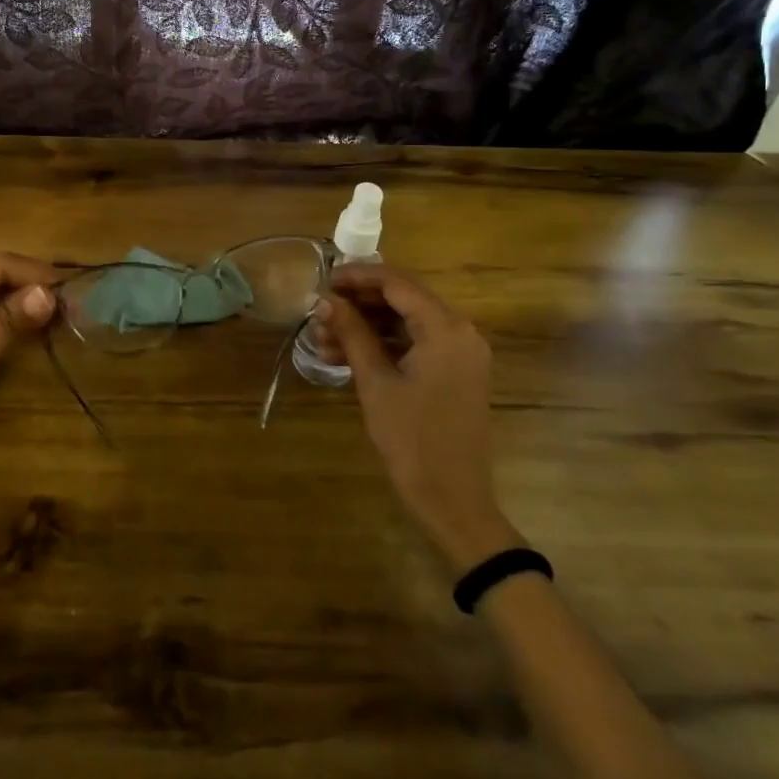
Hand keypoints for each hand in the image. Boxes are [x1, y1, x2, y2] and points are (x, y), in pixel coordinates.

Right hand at [311, 264, 519, 572]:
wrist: (453, 501)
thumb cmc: (412, 440)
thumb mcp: (375, 382)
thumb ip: (352, 333)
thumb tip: (324, 300)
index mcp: (445, 328)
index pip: (396, 283)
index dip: (356, 276)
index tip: (322, 281)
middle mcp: (460, 331)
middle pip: (402, 299)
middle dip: (358, 303)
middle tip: (319, 312)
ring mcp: (460, 353)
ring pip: (405, 322)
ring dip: (366, 326)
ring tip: (322, 339)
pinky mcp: (454, 372)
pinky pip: (415, 343)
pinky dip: (383, 345)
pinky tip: (345, 355)